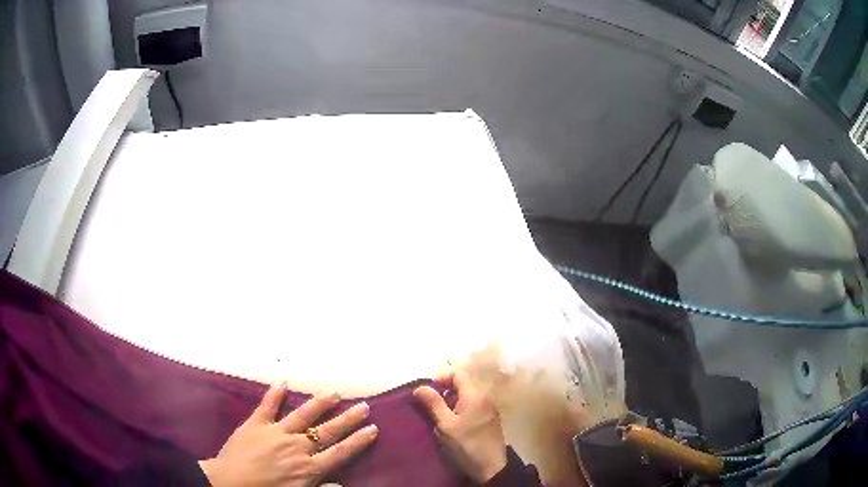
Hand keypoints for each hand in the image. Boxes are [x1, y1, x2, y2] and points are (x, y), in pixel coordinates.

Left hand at [200, 382, 377, 486]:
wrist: (229, 484)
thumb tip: (342, 485)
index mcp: (308, 468)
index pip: (340, 452)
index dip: (358, 441)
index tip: (373, 429)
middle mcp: (297, 447)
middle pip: (327, 432)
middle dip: (348, 419)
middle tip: (364, 406)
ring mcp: (276, 432)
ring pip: (303, 415)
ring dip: (319, 404)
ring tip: (334, 393)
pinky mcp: (255, 424)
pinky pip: (267, 406)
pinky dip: (274, 394)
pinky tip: (283, 382)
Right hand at [414, 370, 507, 483]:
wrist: (491, 465)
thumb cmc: (466, 443)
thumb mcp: (445, 424)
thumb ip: (434, 403)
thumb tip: (420, 387)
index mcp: (474, 394)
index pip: (458, 373)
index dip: (442, 378)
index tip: (429, 392)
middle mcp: (485, 395)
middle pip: (465, 381)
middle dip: (447, 388)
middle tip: (433, 403)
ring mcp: (490, 405)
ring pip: (470, 392)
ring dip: (455, 397)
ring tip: (442, 413)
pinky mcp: (491, 416)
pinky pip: (475, 401)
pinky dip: (463, 404)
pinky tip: (455, 420)